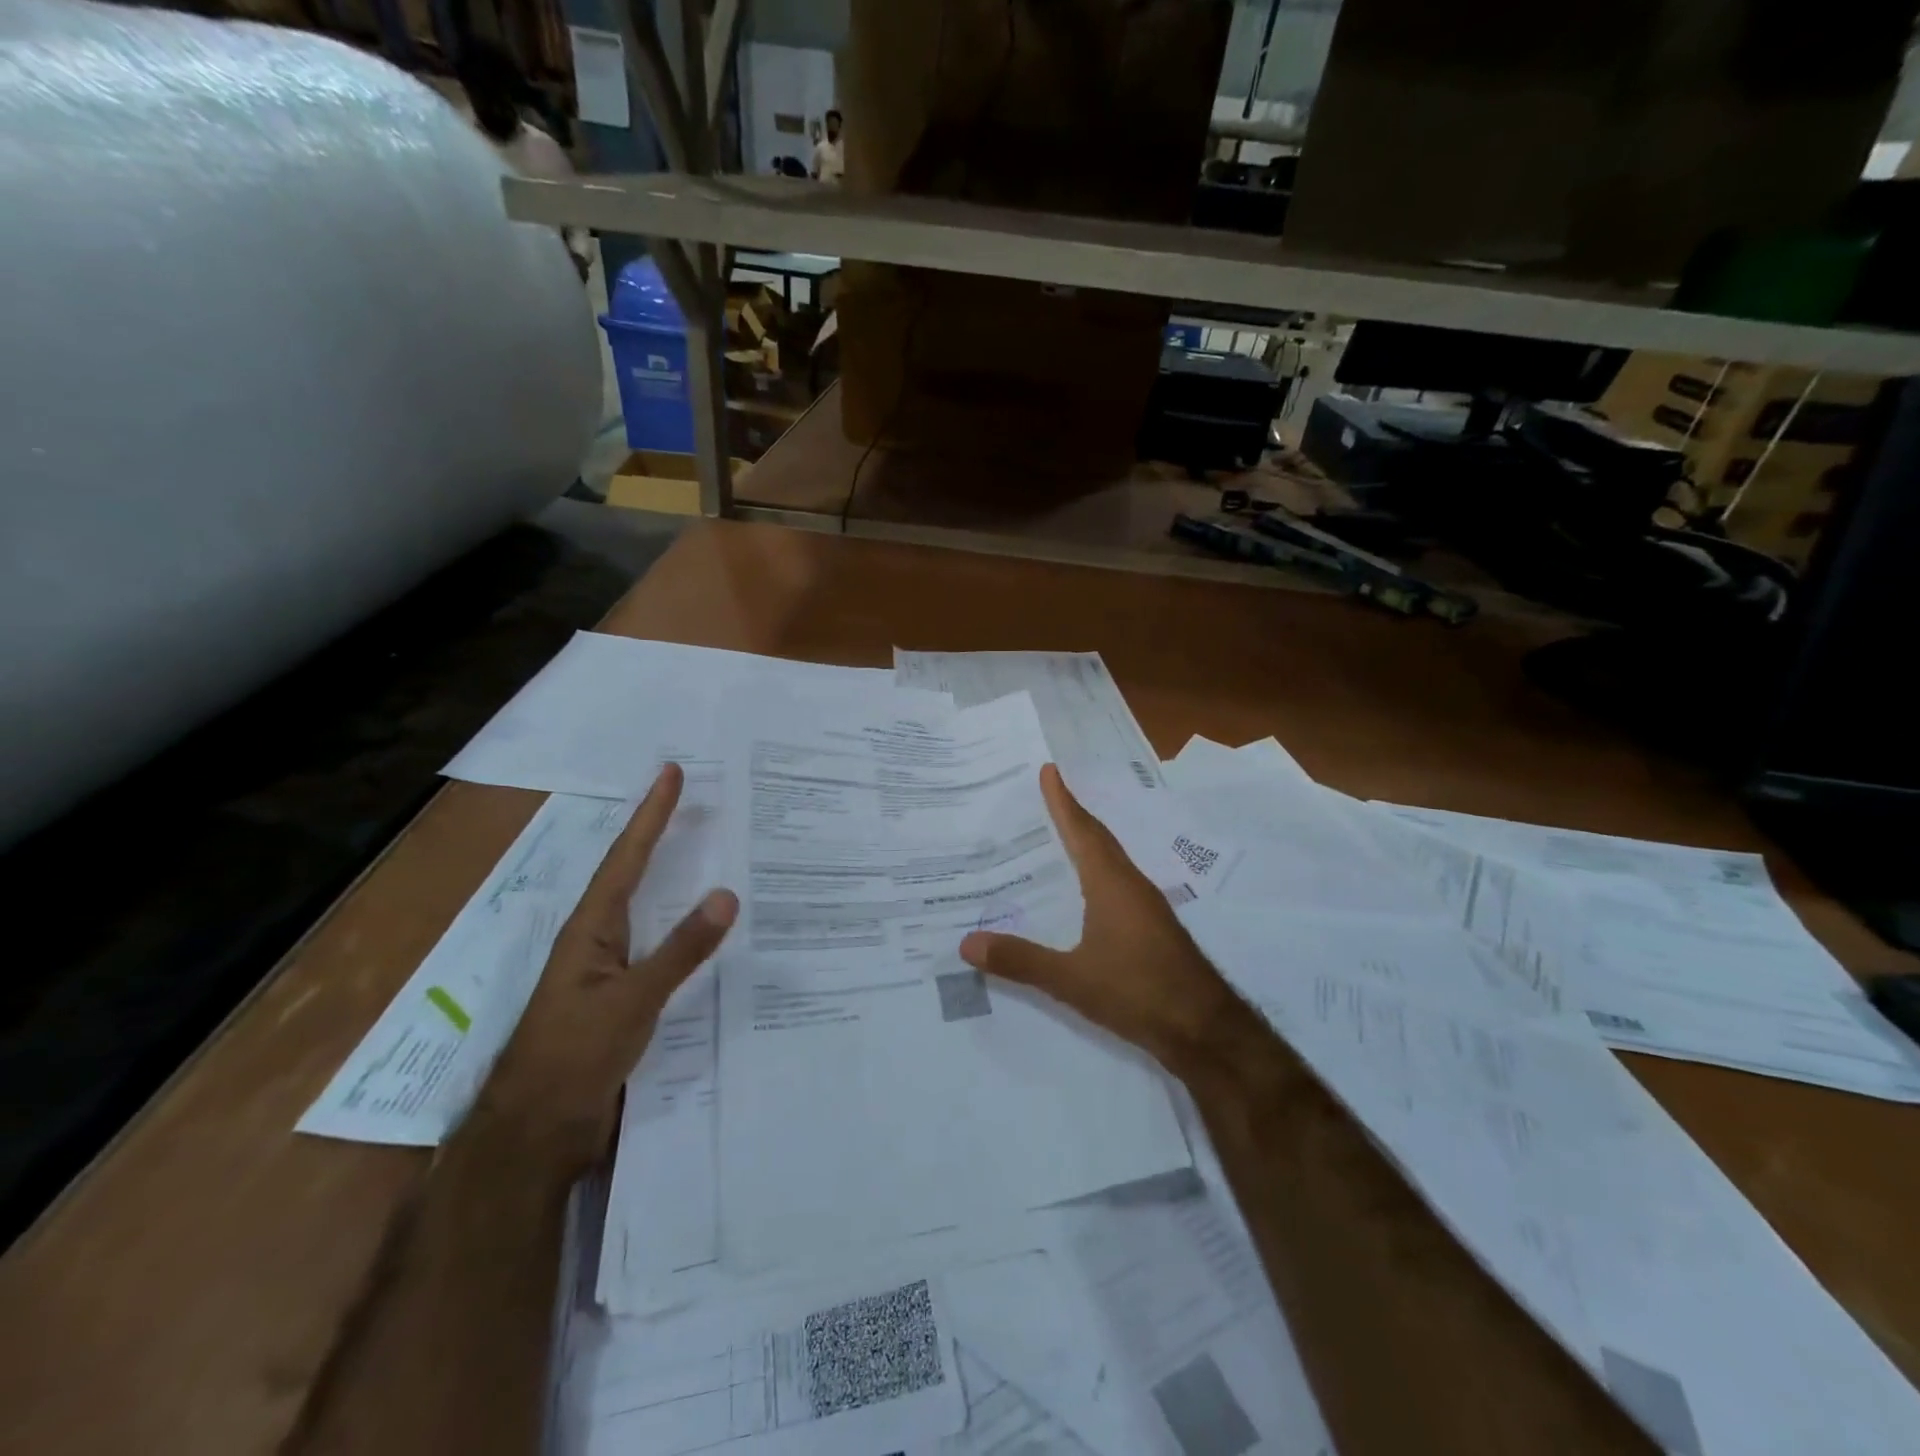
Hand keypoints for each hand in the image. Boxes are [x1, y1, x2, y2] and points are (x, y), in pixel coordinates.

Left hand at [476, 763, 737, 1174]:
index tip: (670, 772)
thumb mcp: (632, 1001)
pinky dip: (681, 924)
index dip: (650, 814)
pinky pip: (657, 944)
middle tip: (690, 797)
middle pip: (631, 871)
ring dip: (669, 874)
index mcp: (592, 928)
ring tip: (701, 847)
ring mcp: (606, 968)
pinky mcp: (619, 996)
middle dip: (658, 833)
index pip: (627, 857)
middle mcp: (597, 938)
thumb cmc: (574, 1057)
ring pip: (644, 906)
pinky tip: (702, 930)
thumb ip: (680, 950)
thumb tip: (726, 894)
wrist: (535, 1134)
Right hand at [959, 765, 1247, 1078]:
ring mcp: (1145, 906)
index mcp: (1111, 883)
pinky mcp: (1152, 927)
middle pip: (1098, 839)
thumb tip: (966, 942)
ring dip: (1085, 842)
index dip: (1063, 801)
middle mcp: (1130, 884)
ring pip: (1110, 860)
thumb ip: (1020, 960)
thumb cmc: (1137, 991)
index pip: (1082, 830)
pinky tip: (1082, 892)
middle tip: (1045, 794)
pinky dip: (1095, 871)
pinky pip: (1117, 882)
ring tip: (1056, 836)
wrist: (1204, 1028)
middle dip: (1072, 814)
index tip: (1048, 770)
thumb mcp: (1071, 979)